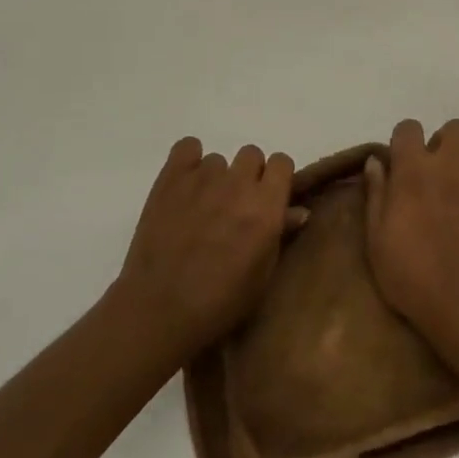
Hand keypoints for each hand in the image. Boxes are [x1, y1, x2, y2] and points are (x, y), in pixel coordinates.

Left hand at [109, 137, 306, 363]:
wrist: (159, 310)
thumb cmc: (219, 304)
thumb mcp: (261, 277)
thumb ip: (280, 235)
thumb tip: (299, 210)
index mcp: (266, 206)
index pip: (282, 162)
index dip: (276, 178)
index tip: (268, 198)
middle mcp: (238, 183)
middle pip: (251, 155)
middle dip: (247, 176)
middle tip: (234, 207)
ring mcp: (203, 176)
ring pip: (218, 160)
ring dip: (216, 179)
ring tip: (201, 208)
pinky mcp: (172, 176)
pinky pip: (187, 147)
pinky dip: (188, 162)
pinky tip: (184, 186)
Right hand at [363, 117, 458, 361]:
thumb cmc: (409, 274)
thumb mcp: (376, 237)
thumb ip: (376, 193)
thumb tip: (375, 161)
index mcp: (414, 171)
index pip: (408, 128)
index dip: (403, 139)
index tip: (401, 159)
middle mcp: (450, 168)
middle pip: (457, 128)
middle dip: (448, 137)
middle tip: (440, 160)